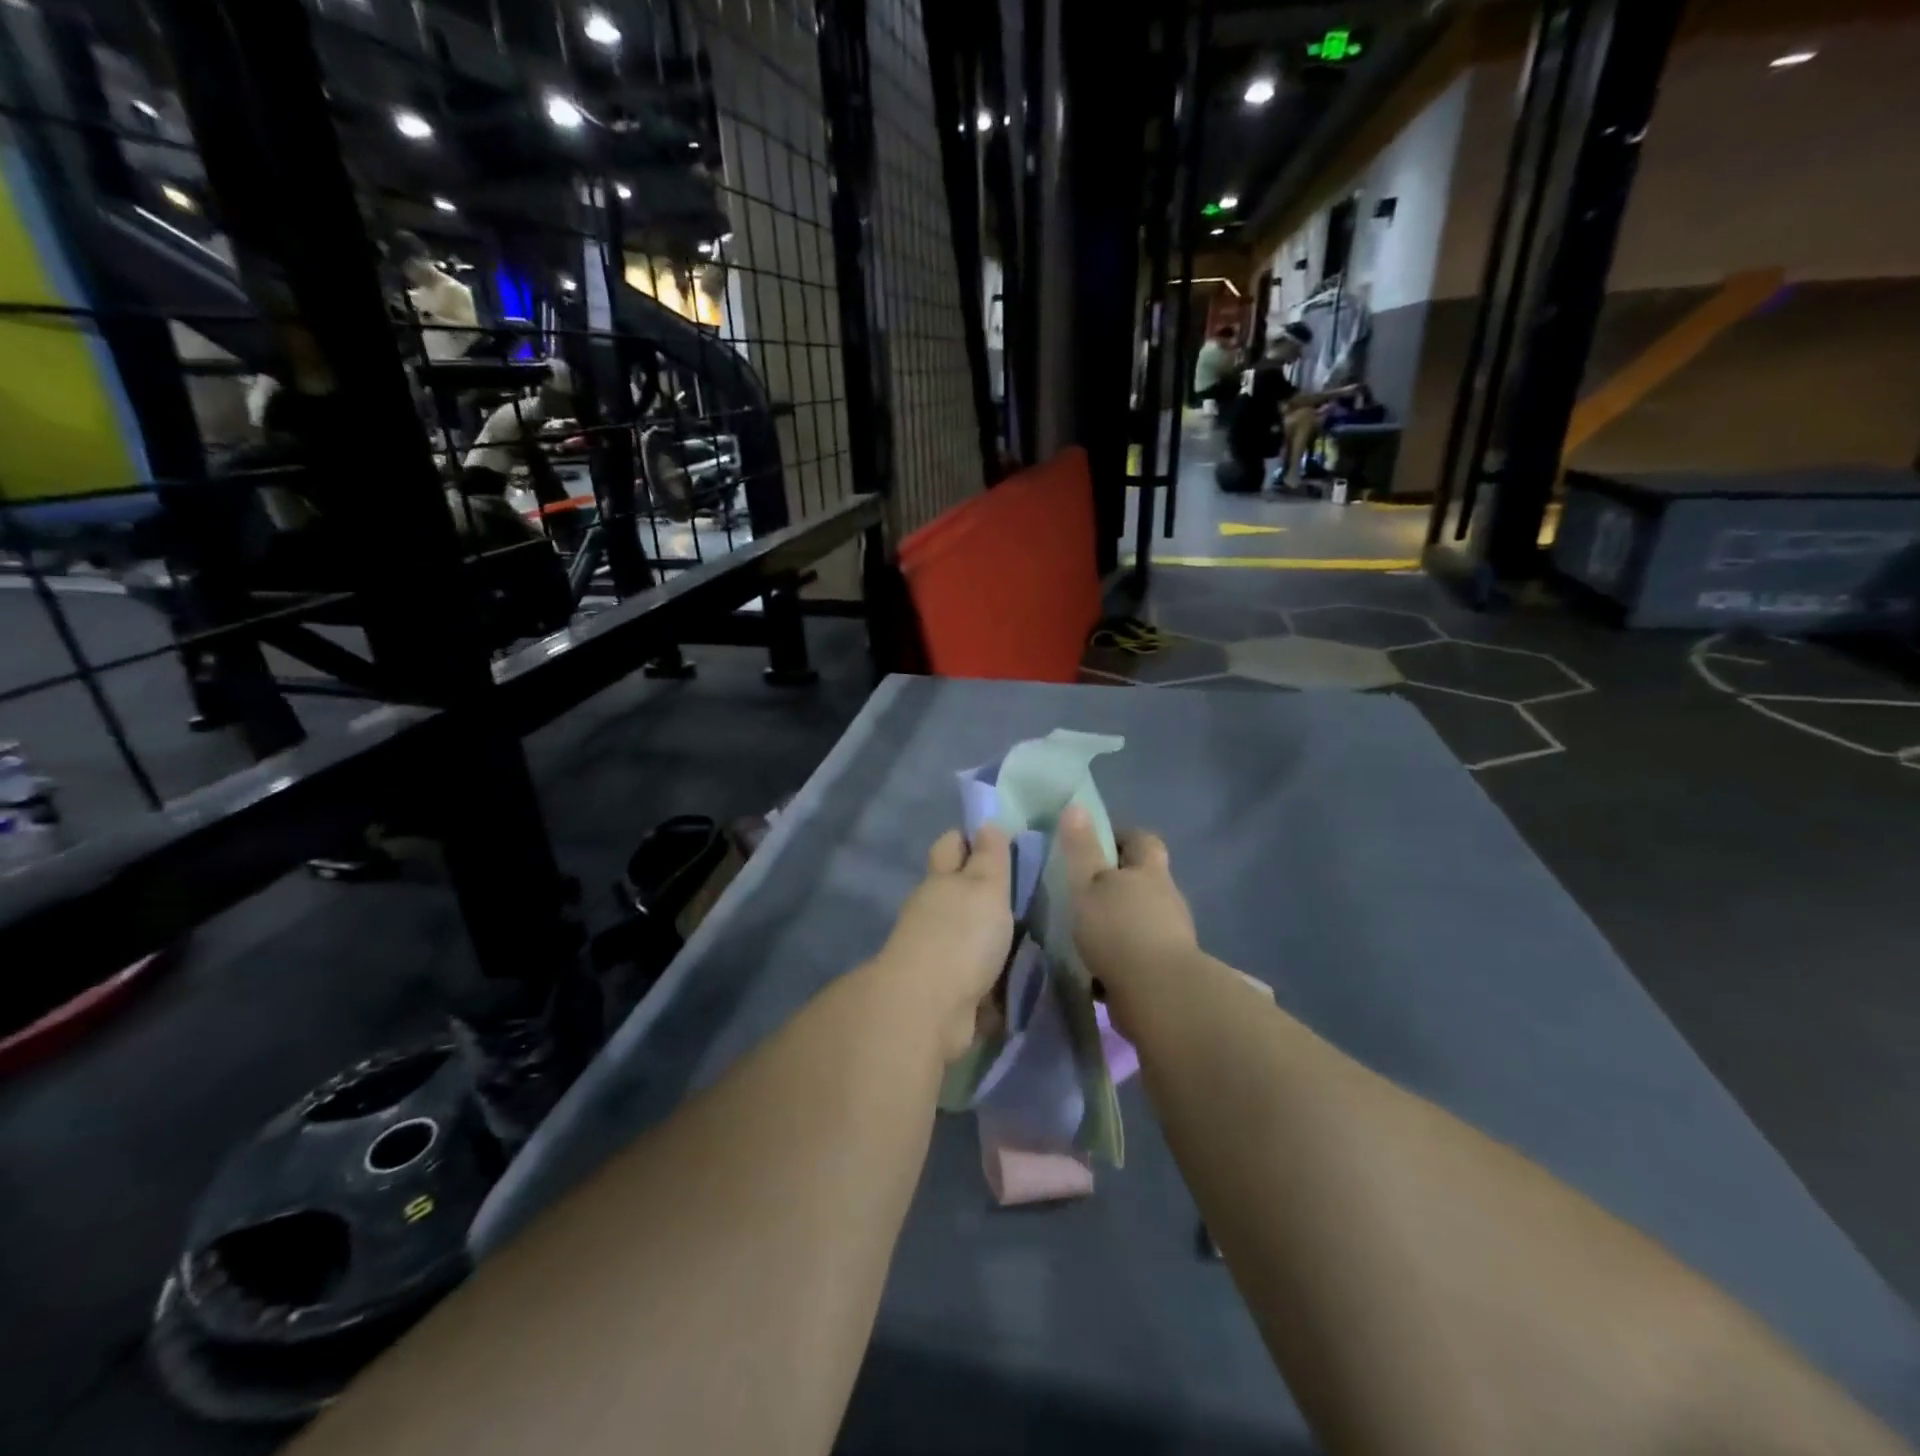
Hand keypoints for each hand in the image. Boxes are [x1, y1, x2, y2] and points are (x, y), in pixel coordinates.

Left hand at [878, 827, 1014, 1060]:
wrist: (930, 1009)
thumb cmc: (961, 936)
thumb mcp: (985, 887)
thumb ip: (990, 858)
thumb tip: (987, 824)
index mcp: (941, 880)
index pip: (951, 845)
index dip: (970, 839)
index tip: (1000, 842)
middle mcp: (932, 912)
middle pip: (957, 891)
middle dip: (983, 891)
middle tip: (1025, 893)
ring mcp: (935, 953)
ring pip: (966, 935)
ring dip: (990, 937)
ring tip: (1030, 936)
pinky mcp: (946, 990)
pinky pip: (975, 976)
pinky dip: (991, 977)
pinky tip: (1018, 977)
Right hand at [1057, 806, 1199, 1025]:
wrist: (1158, 995)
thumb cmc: (1119, 929)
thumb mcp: (1088, 884)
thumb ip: (1081, 848)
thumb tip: (1077, 806)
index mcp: (1150, 871)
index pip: (1143, 840)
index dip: (1121, 836)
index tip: (1095, 843)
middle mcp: (1167, 898)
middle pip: (1145, 879)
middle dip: (1118, 881)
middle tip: (1084, 889)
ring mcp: (1172, 935)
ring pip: (1142, 918)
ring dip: (1119, 920)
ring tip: (1085, 930)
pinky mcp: (1167, 969)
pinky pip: (1139, 953)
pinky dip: (1120, 955)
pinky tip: (1096, 967)